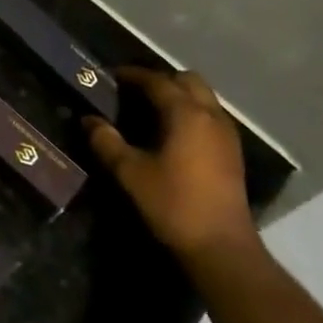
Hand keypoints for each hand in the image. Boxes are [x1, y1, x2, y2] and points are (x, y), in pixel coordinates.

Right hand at [84, 66, 256, 262]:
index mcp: (185, 113)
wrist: (222, 248)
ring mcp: (226, 134)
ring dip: (179, 95)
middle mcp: (210, 115)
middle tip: (135, 92)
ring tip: (152, 110)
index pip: (156, 80)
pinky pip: (211, 116)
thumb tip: (89, 120)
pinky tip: (173, 133)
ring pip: (203, 97)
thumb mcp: (130, 173)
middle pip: (187, 80)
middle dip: (161, 79)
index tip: (111, 76)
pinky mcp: (233, 152)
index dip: (132, 75)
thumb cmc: (173, 204)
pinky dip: (191, 112)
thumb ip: (106, 141)